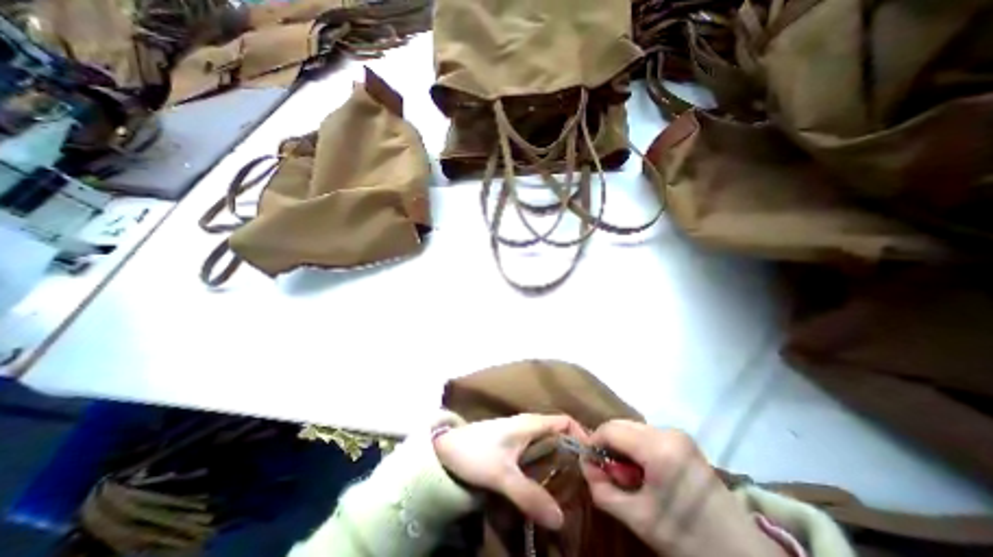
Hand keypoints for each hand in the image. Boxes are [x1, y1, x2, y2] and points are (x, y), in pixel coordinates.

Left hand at [436, 414, 586, 531]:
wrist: (446, 447)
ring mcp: (520, 434)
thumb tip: (561, 519)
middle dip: (574, 453)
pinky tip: (549, 484)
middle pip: (559, 433)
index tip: (593, 461)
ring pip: (548, 443)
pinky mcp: (512, 445)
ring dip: (561, 460)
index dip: (581, 434)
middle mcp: (529, 425)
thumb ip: (528, 495)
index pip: (565, 420)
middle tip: (587, 482)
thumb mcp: (501, 474)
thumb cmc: (475, 452)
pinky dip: (547, 464)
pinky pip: (537, 451)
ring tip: (573, 487)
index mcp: (530, 423)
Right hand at [584, 422, 782, 556]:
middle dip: (609, 447)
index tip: (589, 463)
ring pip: (633, 429)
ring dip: (623, 448)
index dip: (593, 443)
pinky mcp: (684, 439)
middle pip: (621, 425)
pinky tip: (645, 473)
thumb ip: (602, 490)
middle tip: (611, 475)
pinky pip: (647, 435)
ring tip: (630, 477)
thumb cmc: (688, 539)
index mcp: (659, 448)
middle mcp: (668, 431)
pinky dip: (637, 449)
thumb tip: (585, 466)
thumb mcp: (638, 519)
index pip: (610, 429)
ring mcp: (678, 433)